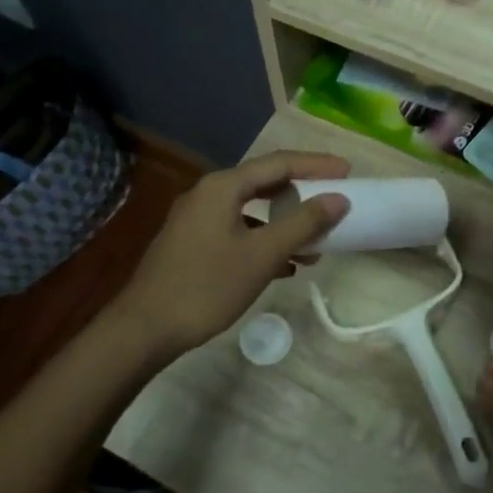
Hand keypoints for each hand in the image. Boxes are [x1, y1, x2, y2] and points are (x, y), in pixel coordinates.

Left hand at [106, 150, 349, 359]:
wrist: (144, 329)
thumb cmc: (206, 286)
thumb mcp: (262, 255)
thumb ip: (303, 224)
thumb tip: (339, 198)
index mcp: (223, 187)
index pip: (279, 163)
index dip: (316, 165)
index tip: (348, 171)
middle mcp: (208, 194)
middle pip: (265, 182)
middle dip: (302, 192)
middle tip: (335, 198)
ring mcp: (197, 219)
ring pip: (252, 210)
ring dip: (285, 222)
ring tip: (316, 242)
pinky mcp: (193, 243)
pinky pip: (238, 230)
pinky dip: (265, 240)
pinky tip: (285, 265)